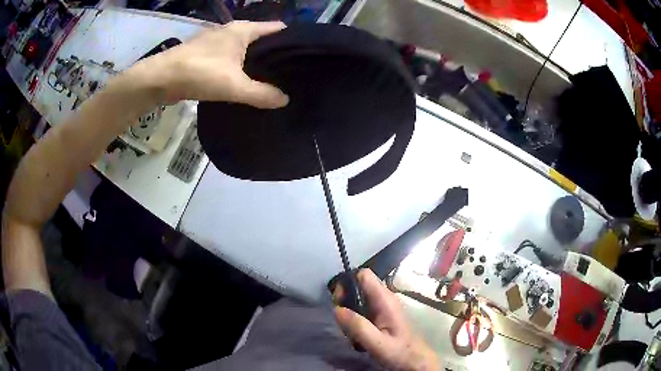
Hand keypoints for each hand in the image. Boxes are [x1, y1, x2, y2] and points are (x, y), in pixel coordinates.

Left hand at [135, 21, 288, 107]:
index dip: (291, 40)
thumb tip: (285, 100)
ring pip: (245, 48)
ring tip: (271, 78)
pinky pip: (231, 57)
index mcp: (243, 30)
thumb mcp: (234, 85)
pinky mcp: (205, 53)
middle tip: (290, 73)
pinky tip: (244, 81)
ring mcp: (216, 41)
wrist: (160, 79)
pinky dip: (240, 66)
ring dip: (256, 61)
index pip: (277, 29)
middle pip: (261, 38)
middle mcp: (231, 31)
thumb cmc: (199, 73)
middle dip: (274, 53)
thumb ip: (261, 93)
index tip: (303, 56)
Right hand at [334, 269, 439, 370]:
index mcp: (385, 300)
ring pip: (358, 300)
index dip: (348, 282)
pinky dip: (355, 321)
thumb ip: (358, 327)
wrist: (415, 361)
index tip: (339, 301)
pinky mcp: (381, 316)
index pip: (364, 275)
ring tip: (351, 334)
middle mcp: (384, 299)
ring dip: (349, 314)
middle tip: (343, 322)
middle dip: (345, 301)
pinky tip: (358, 337)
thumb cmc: (399, 352)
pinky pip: (361, 311)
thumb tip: (337, 309)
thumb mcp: (377, 343)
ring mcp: (383, 307)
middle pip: (358, 287)